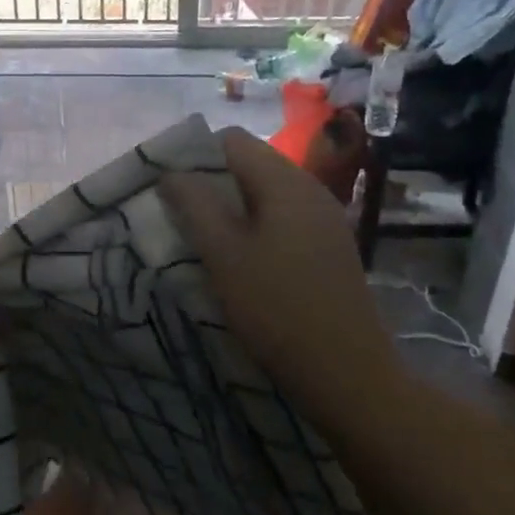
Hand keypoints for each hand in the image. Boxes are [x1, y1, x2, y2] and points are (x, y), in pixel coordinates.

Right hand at [160, 128, 398, 431]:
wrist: (347, 374)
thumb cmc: (277, 309)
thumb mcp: (223, 255)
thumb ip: (194, 204)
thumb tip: (171, 172)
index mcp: (286, 182)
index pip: (231, 140)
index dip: (194, 155)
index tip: (168, 187)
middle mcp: (310, 188)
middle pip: (250, 162)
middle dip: (211, 181)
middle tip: (179, 215)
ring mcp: (324, 218)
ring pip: (265, 192)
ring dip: (231, 205)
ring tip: (203, 237)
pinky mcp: (328, 246)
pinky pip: (282, 216)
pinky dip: (255, 225)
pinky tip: (241, 258)